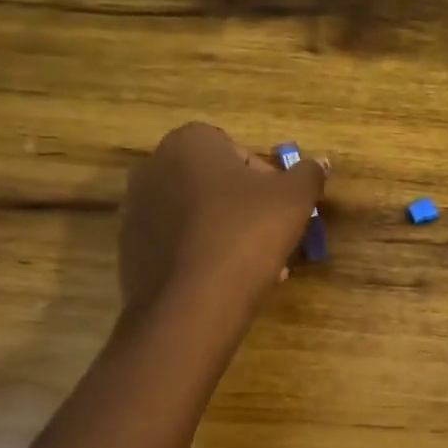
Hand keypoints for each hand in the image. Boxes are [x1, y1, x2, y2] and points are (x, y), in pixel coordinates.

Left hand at [119, 123, 325, 323]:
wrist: (190, 306)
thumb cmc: (245, 234)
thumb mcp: (294, 199)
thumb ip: (309, 174)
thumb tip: (318, 162)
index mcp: (189, 142)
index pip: (239, 151)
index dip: (267, 180)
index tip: (282, 209)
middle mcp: (153, 166)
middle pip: (216, 183)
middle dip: (246, 208)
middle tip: (272, 237)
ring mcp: (135, 209)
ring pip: (198, 214)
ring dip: (227, 232)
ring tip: (256, 266)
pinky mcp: (129, 248)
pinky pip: (177, 242)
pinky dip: (202, 254)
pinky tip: (226, 281)